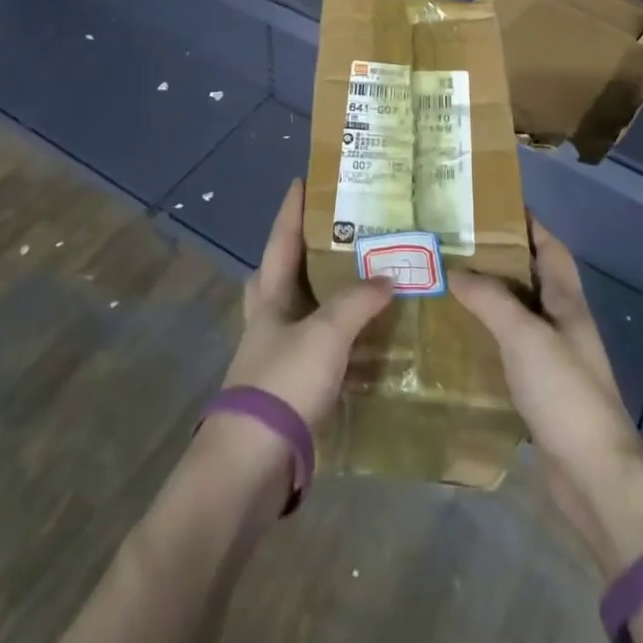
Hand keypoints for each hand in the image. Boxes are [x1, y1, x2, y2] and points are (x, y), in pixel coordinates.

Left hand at [220, 179, 392, 426]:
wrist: (253, 462)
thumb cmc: (284, 383)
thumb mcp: (326, 334)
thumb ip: (358, 301)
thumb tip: (388, 276)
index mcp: (270, 297)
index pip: (281, 240)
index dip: (292, 209)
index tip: (303, 179)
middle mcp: (269, 320)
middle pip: (281, 273)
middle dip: (302, 250)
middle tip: (335, 233)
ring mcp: (276, 355)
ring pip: (301, 311)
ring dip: (325, 294)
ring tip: (361, 280)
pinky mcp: (289, 387)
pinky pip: (318, 347)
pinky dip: (339, 336)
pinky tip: (364, 339)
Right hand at [453, 218, 642, 571]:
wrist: (594, 474)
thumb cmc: (564, 392)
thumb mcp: (525, 336)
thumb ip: (491, 300)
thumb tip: (455, 270)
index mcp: (567, 301)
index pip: (550, 246)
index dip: (527, 222)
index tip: (490, 205)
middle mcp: (562, 322)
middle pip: (531, 276)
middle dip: (498, 257)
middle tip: (455, 244)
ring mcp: (553, 357)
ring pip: (518, 312)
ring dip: (490, 297)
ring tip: (448, 283)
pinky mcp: (541, 388)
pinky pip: (510, 348)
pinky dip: (487, 336)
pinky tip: (458, 338)